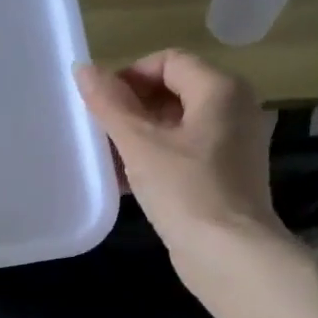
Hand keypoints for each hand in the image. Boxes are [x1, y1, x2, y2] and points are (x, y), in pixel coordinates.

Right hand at [73, 50, 282, 254]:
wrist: (230, 255)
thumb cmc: (186, 191)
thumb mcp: (140, 145)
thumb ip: (110, 105)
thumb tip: (83, 69)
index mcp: (221, 89)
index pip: (167, 62)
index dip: (129, 76)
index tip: (99, 104)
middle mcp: (235, 109)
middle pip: (174, 92)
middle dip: (132, 109)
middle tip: (99, 132)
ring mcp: (233, 145)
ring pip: (177, 126)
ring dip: (140, 137)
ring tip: (107, 158)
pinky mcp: (226, 176)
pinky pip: (185, 154)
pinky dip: (156, 160)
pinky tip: (126, 182)